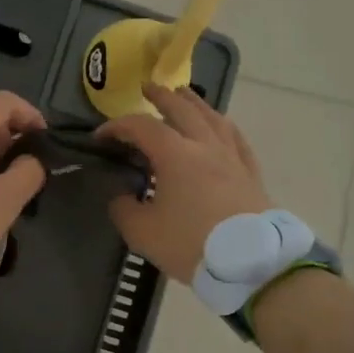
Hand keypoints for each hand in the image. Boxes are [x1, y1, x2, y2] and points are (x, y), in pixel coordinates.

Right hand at [96, 84, 272, 281]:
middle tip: (147, 88)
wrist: (253, 264)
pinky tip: (222, 125)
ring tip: (184, 95)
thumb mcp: (142, 232)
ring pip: (213, 118)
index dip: (117, 127)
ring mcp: (232, 157)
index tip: (100, 138)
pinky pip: (236, 139)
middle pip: (182, 109)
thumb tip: (122, 196)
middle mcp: (204, 146)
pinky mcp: (250, 174)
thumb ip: (124, 209)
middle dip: (161, 96)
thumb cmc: (192, 244)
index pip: (140, 127)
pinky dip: (224, 126)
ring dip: (195, 103)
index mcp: (175, 154)